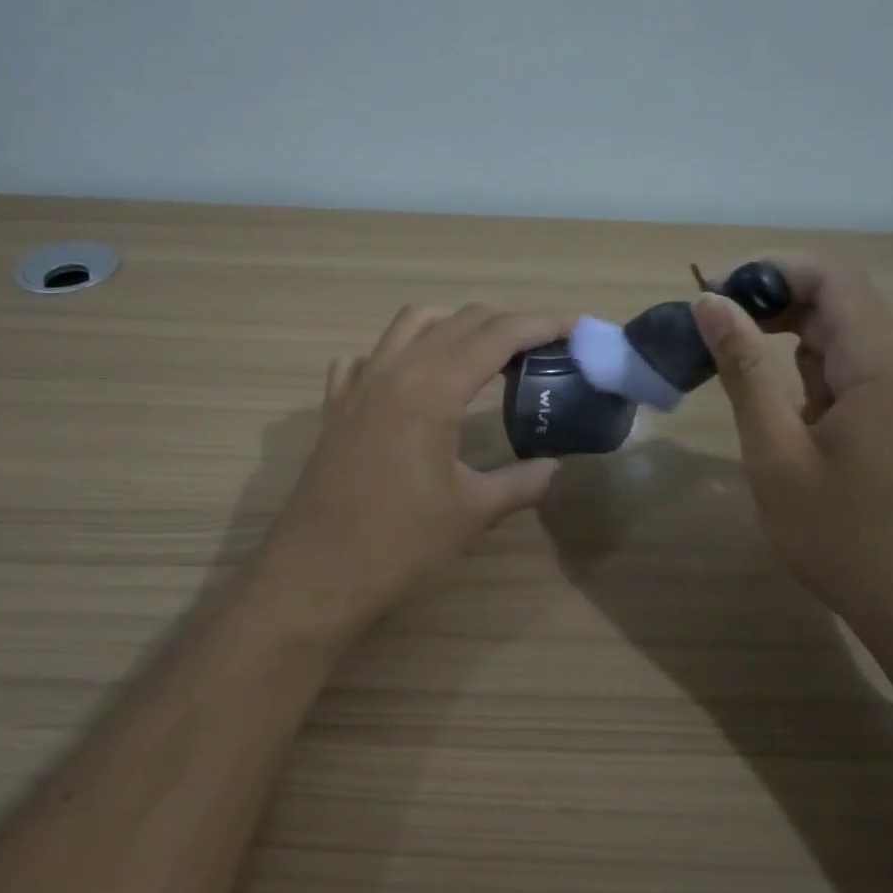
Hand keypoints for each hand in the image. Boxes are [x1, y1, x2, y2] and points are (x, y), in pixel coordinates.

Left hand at [256, 304, 573, 630]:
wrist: (318, 572)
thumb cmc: (401, 543)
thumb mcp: (474, 512)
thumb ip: (522, 482)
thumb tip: (554, 468)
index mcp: (433, 388)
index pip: (496, 335)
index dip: (540, 324)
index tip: (573, 327)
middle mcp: (394, 370)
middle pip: (458, 321)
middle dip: (505, 324)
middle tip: (539, 348)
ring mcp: (358, 385)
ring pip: (410, 325)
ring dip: (452, 326)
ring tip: (482, 353)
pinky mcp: (336, 407)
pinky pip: (367, 359)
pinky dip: (397, 354)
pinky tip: (410, 381)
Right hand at [692, 256, 892, 634]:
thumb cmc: (846, 539)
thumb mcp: (777, 454)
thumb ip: (743, 371)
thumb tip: (710, 304)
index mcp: (885, 365)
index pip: (832, 279)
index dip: (770, 271)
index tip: (713, 292)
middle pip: (845, 305)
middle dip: (776, 305)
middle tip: (714, 331)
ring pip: (855, 342)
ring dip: (795, 342)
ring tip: (740, 372)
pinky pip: (868, 377)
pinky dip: (821, 376)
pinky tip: (791, 414)